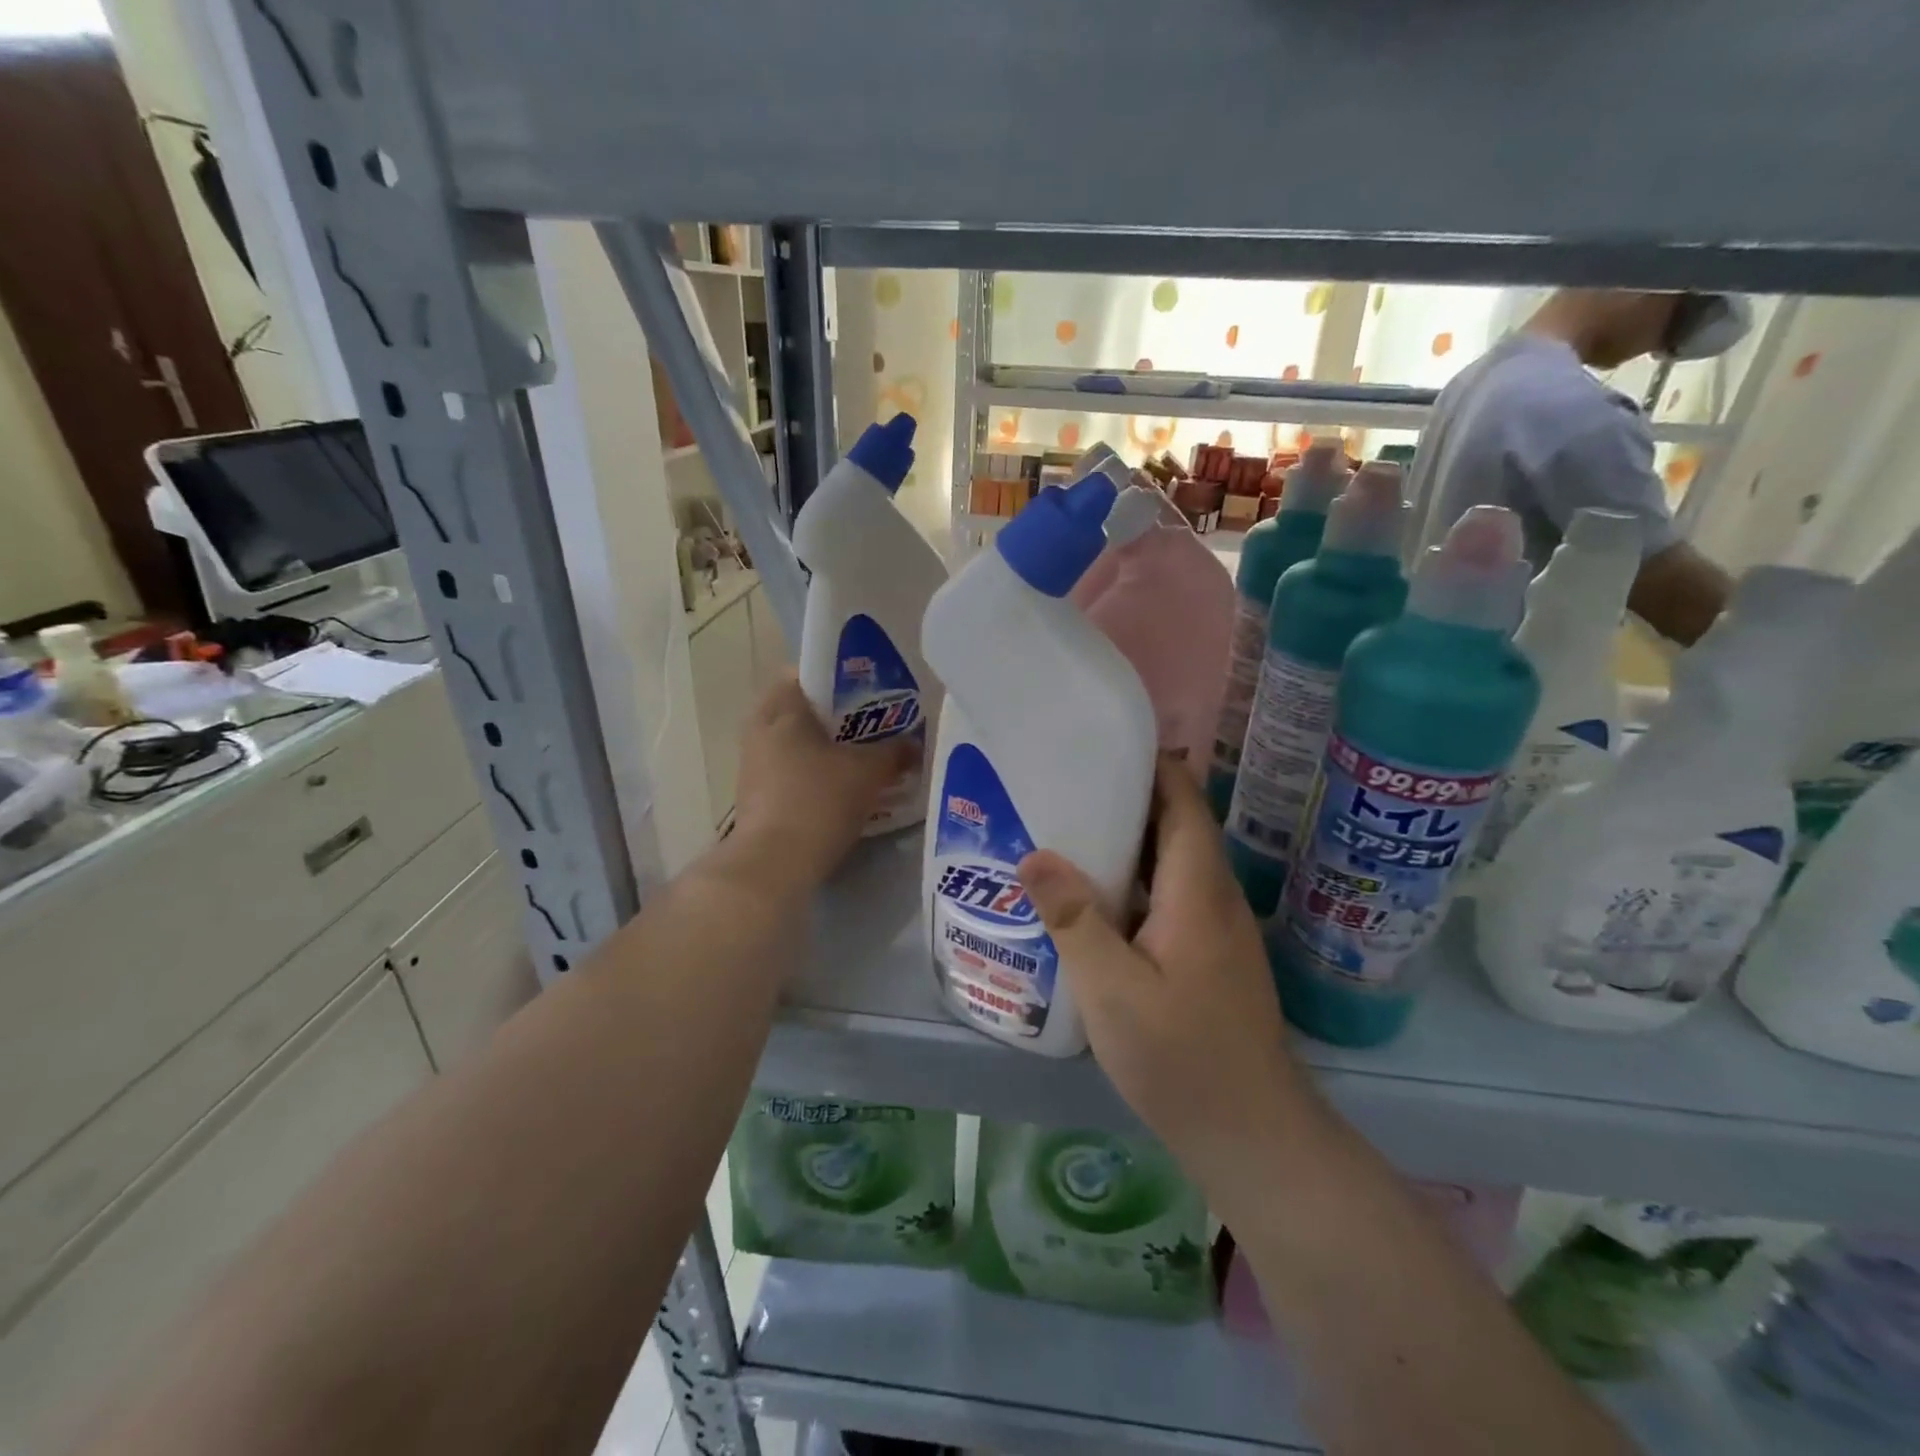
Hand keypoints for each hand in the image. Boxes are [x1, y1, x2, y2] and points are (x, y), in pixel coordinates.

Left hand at [729, 672, 917, 889]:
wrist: (773, 864)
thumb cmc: (819, 801)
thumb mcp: (868, 773)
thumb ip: (894, 753)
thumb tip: (914, 745)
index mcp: (782, 710)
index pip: (803, 673)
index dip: (837, 677)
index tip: (867, 688)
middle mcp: (760, 731)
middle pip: (799, 710)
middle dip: (834, 716)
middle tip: (869, 724)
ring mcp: (753, 765)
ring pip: (794, 743)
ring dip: (823, 748)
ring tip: (861, 757)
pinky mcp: (755, 797)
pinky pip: (789, 771)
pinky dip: (813, 773)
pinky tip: (841, 788)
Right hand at [1018, 756, 1324, 1213]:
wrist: (1251, 1134)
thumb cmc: (1181, 1058)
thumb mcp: (1112, 990)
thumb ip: (1074, 918)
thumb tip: (1033, 854)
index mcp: (1198, 889)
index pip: (1184, 800)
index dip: (1152, 763)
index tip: (1101, 743)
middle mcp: (1215, 896)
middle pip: (1177, 823)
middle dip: (1128, 796)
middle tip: (1065, 784)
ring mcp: (1217, 927)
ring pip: (1172, 861)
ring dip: (1129, 839)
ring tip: (1068, 830)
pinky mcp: (1209, 954)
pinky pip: (1170, 894)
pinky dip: (1134, 880)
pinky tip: (1094, 899)